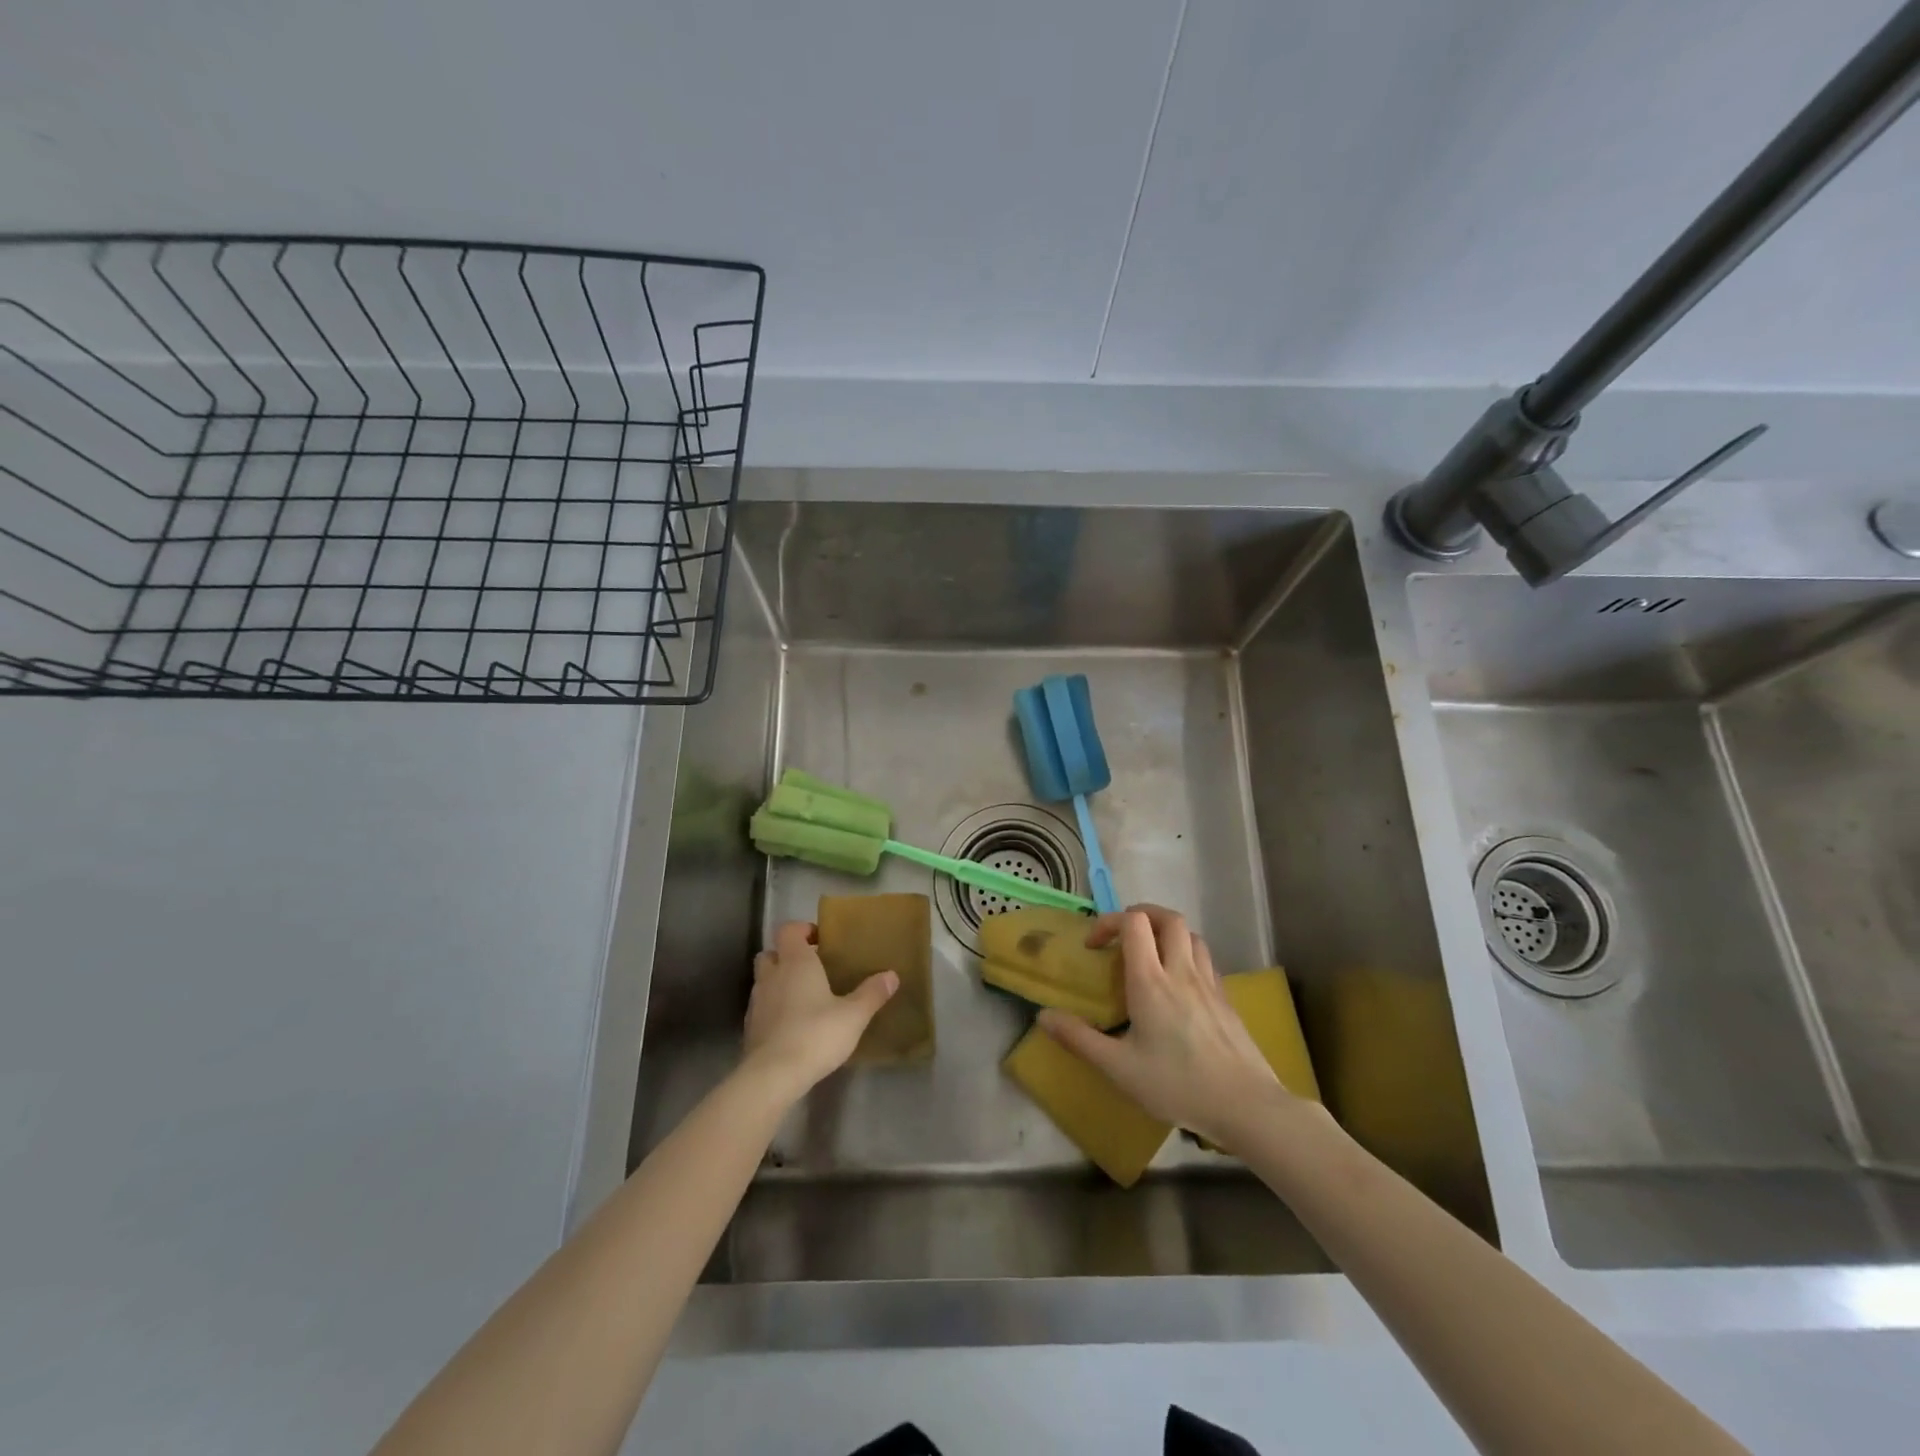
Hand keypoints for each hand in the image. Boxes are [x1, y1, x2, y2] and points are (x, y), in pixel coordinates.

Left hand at [741, 921, 897, 1101]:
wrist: (773, 1076)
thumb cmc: (815, 1034)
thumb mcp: (853, 1015)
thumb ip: (872, 993)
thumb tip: (891, 975)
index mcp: (796, 962)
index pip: (788, 930)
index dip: (802, 930)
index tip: (821, 941)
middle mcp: (772, 976)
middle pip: (772, 953)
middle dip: (787, 956)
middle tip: (812, 969)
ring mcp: (757, 1002)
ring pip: (764, 981)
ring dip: (779, 983)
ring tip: (805, 998)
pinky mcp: (750, 1028)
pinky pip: (762, 1007)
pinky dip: (774, 1009)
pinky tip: (793, 1025)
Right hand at [1037, 904, 1295, 1150]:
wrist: (1245, 1105)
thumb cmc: (1177, 1084)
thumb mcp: (1119, 1068)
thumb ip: (1079, 1039)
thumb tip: (1043, 1016)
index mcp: (1150, 981)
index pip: (1134, 923)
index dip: (1110, 922)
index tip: (1094, 947)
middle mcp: (1180, 971)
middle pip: (1167, 917)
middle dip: (1141, 916)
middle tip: (1122, 937)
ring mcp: (1209, 982)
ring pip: (1190, 934)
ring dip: (1167, 932)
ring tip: (1150, 955)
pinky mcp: (1226, 998)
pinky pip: (1205, 958)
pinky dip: (1187, 954)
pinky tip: (1179, 984)